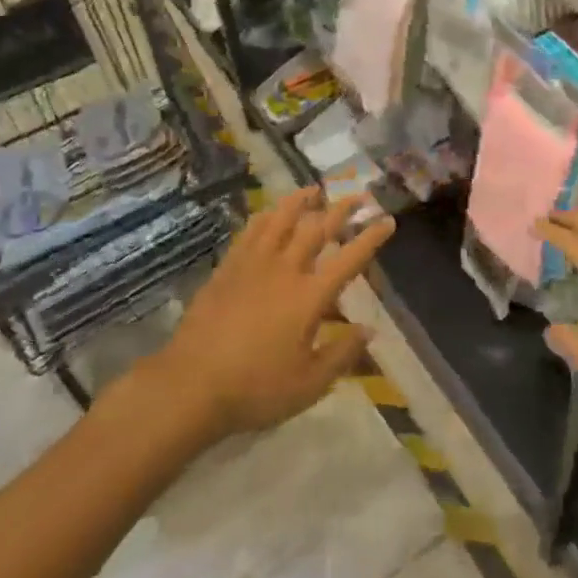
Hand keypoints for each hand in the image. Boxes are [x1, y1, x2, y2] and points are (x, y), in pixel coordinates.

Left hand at [153, 188, 394, 442]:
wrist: (190, 386)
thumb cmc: (255, 388)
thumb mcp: (309, 384)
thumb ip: (342, 354)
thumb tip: (369, 330)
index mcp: (310, 296)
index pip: (350, 258)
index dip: (371, 237)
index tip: (388, 220)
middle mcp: (285, 270)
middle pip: (318, 228)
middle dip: (342, 209)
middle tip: (359, 195)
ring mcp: (253, 264)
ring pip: (282, 220)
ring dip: (301, 201)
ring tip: (314, 189)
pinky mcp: (227, 268)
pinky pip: (251, 231)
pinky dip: (266, 216)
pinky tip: (270, 212)